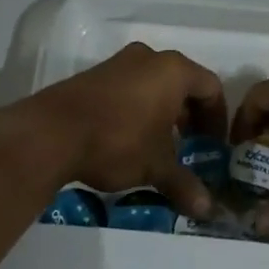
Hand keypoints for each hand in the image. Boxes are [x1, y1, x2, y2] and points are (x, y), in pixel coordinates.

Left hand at [20, 43, 227, 216]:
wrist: (52, 133)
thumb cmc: (118, 141)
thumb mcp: (156, 167)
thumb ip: (184, 184)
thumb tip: (207, 210)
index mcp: (173, 70)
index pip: (211, 87)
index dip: (217, 118)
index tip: (214, 145)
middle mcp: (149, 58)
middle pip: (183, 82)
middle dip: (190, 116)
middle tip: (190, 146)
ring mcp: (118, 63)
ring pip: (154, 84)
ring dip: (163, 111)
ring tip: (160, 145)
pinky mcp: (94, 75)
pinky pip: (129, 87)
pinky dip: (138, 108)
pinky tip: (129, 138)